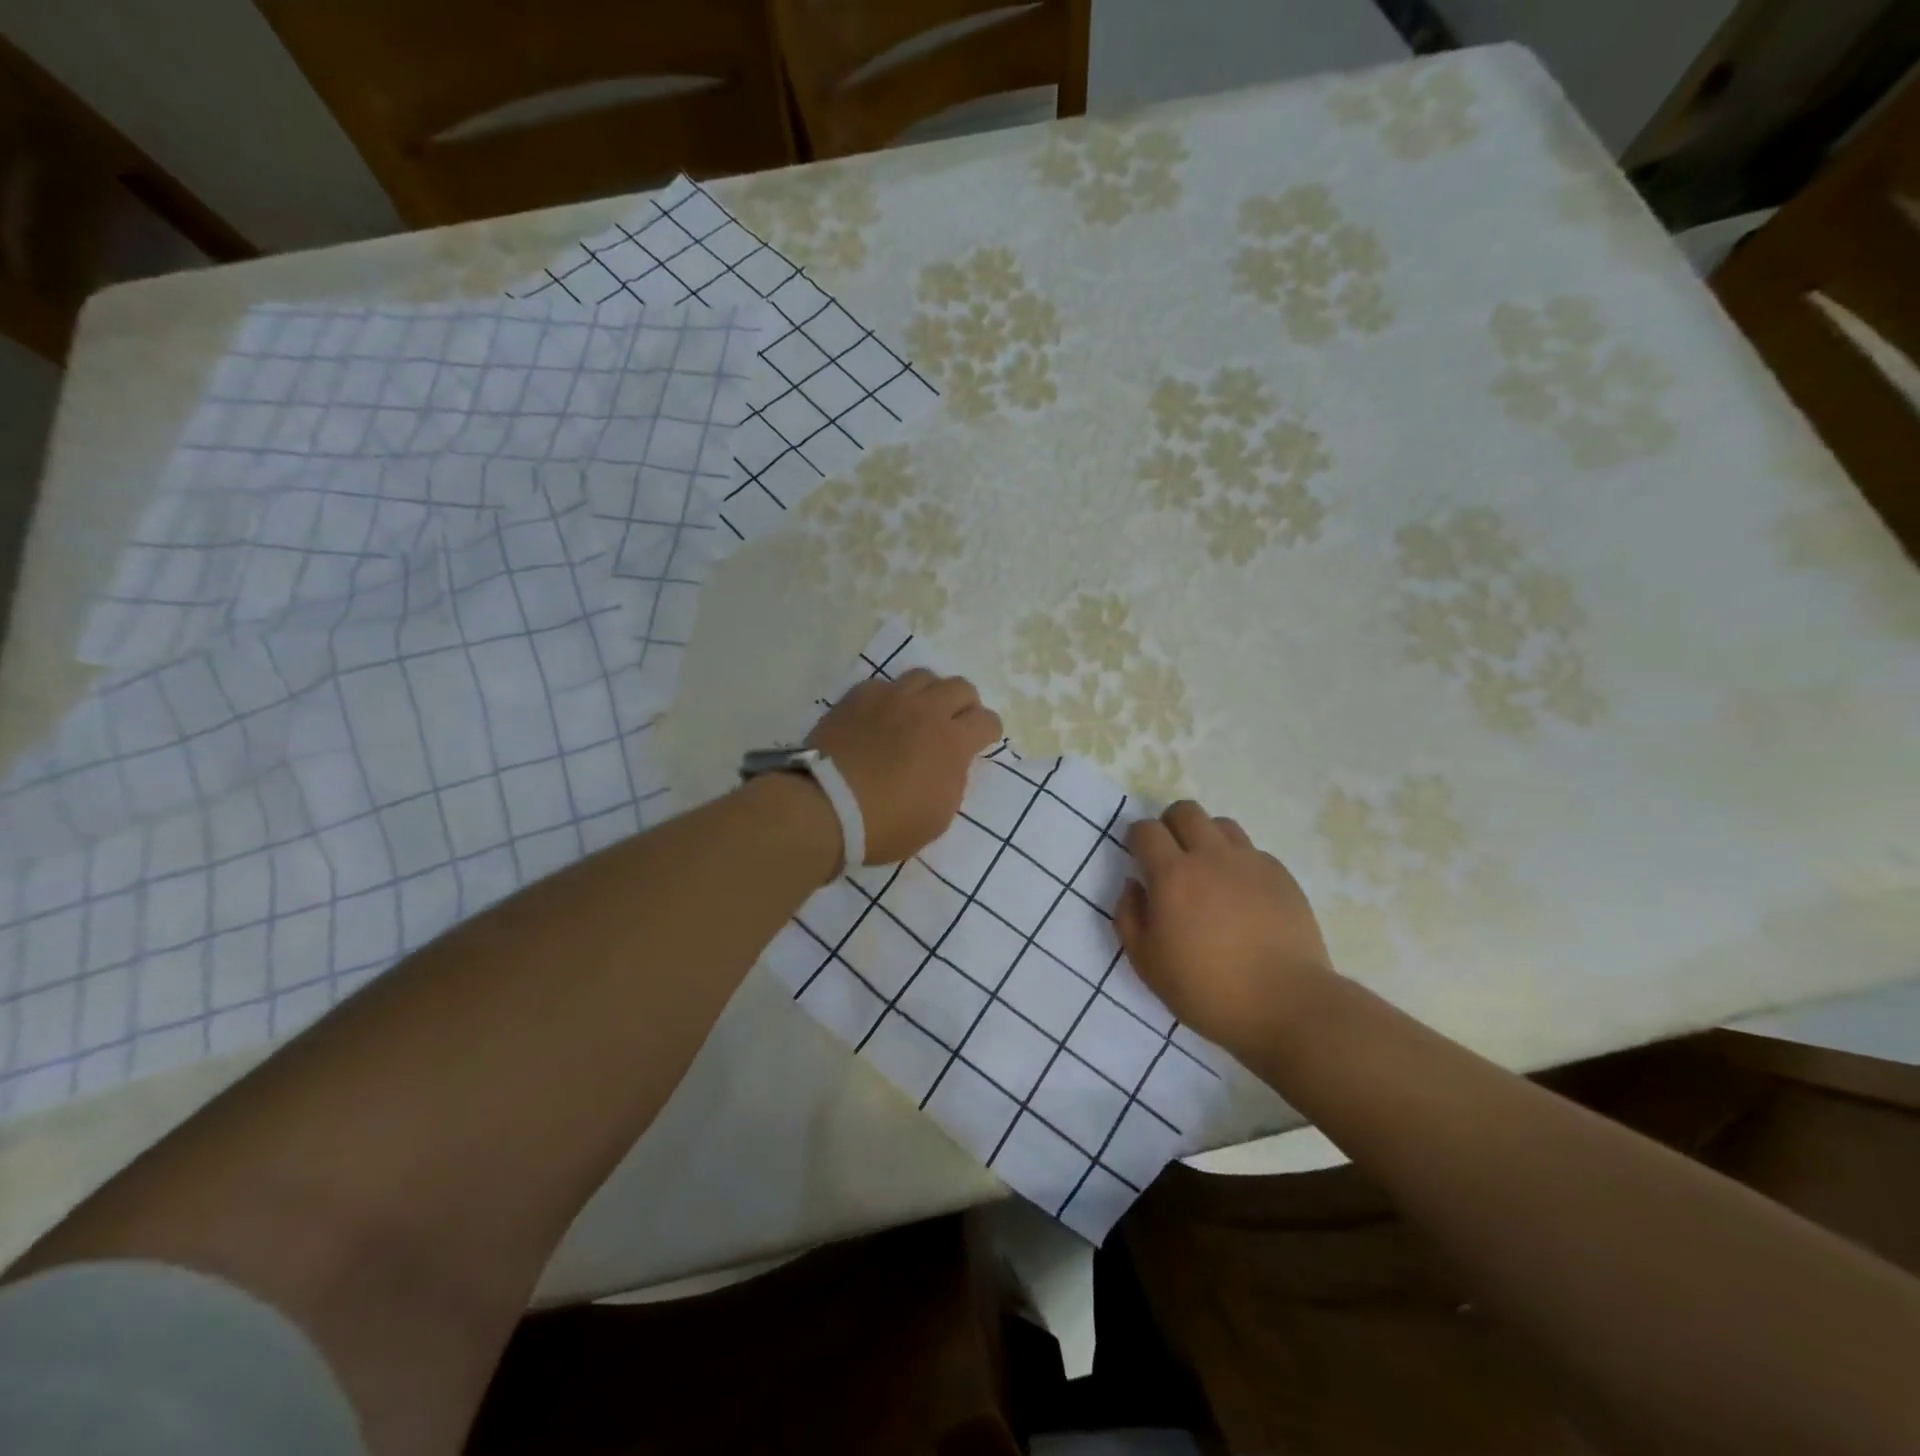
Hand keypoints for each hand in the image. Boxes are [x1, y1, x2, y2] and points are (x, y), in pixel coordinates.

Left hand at [807, 669, 1002, 865]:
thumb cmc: (887, 825)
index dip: (988, 732)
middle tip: (954, 724)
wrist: (826, 807)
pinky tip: (881, 716)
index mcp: (952, 742)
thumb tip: (951, 762)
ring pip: (923, 676)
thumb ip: (952, 781)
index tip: (980, 743)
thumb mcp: (937, 817)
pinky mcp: (857, 697)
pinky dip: (890, 698)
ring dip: (929, 693)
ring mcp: (890, 698)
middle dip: (964, 705)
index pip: (987, 721)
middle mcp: (926, 710)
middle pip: (960, 687)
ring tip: (919, 713)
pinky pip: (884, 684)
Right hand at [1115, 801, 1335, 1056]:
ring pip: (1221, 824)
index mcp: (1173, 876)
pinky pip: (1252, 851)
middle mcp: (1211, 857)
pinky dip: (1238, 862)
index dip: (1137, 838)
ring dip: (1206, 838)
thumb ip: (1128, 916)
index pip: (1146, 829)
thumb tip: (1134, 885)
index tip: (1138, 857)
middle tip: (1170, 856)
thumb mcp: (1146, 963)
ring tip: (1208, 871)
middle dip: (1170, 825)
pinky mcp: (1281, 876)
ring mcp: (1250, 863)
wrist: (1286, 1005)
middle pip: (1185, 811)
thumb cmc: (1206, 989)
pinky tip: (1241, 895)